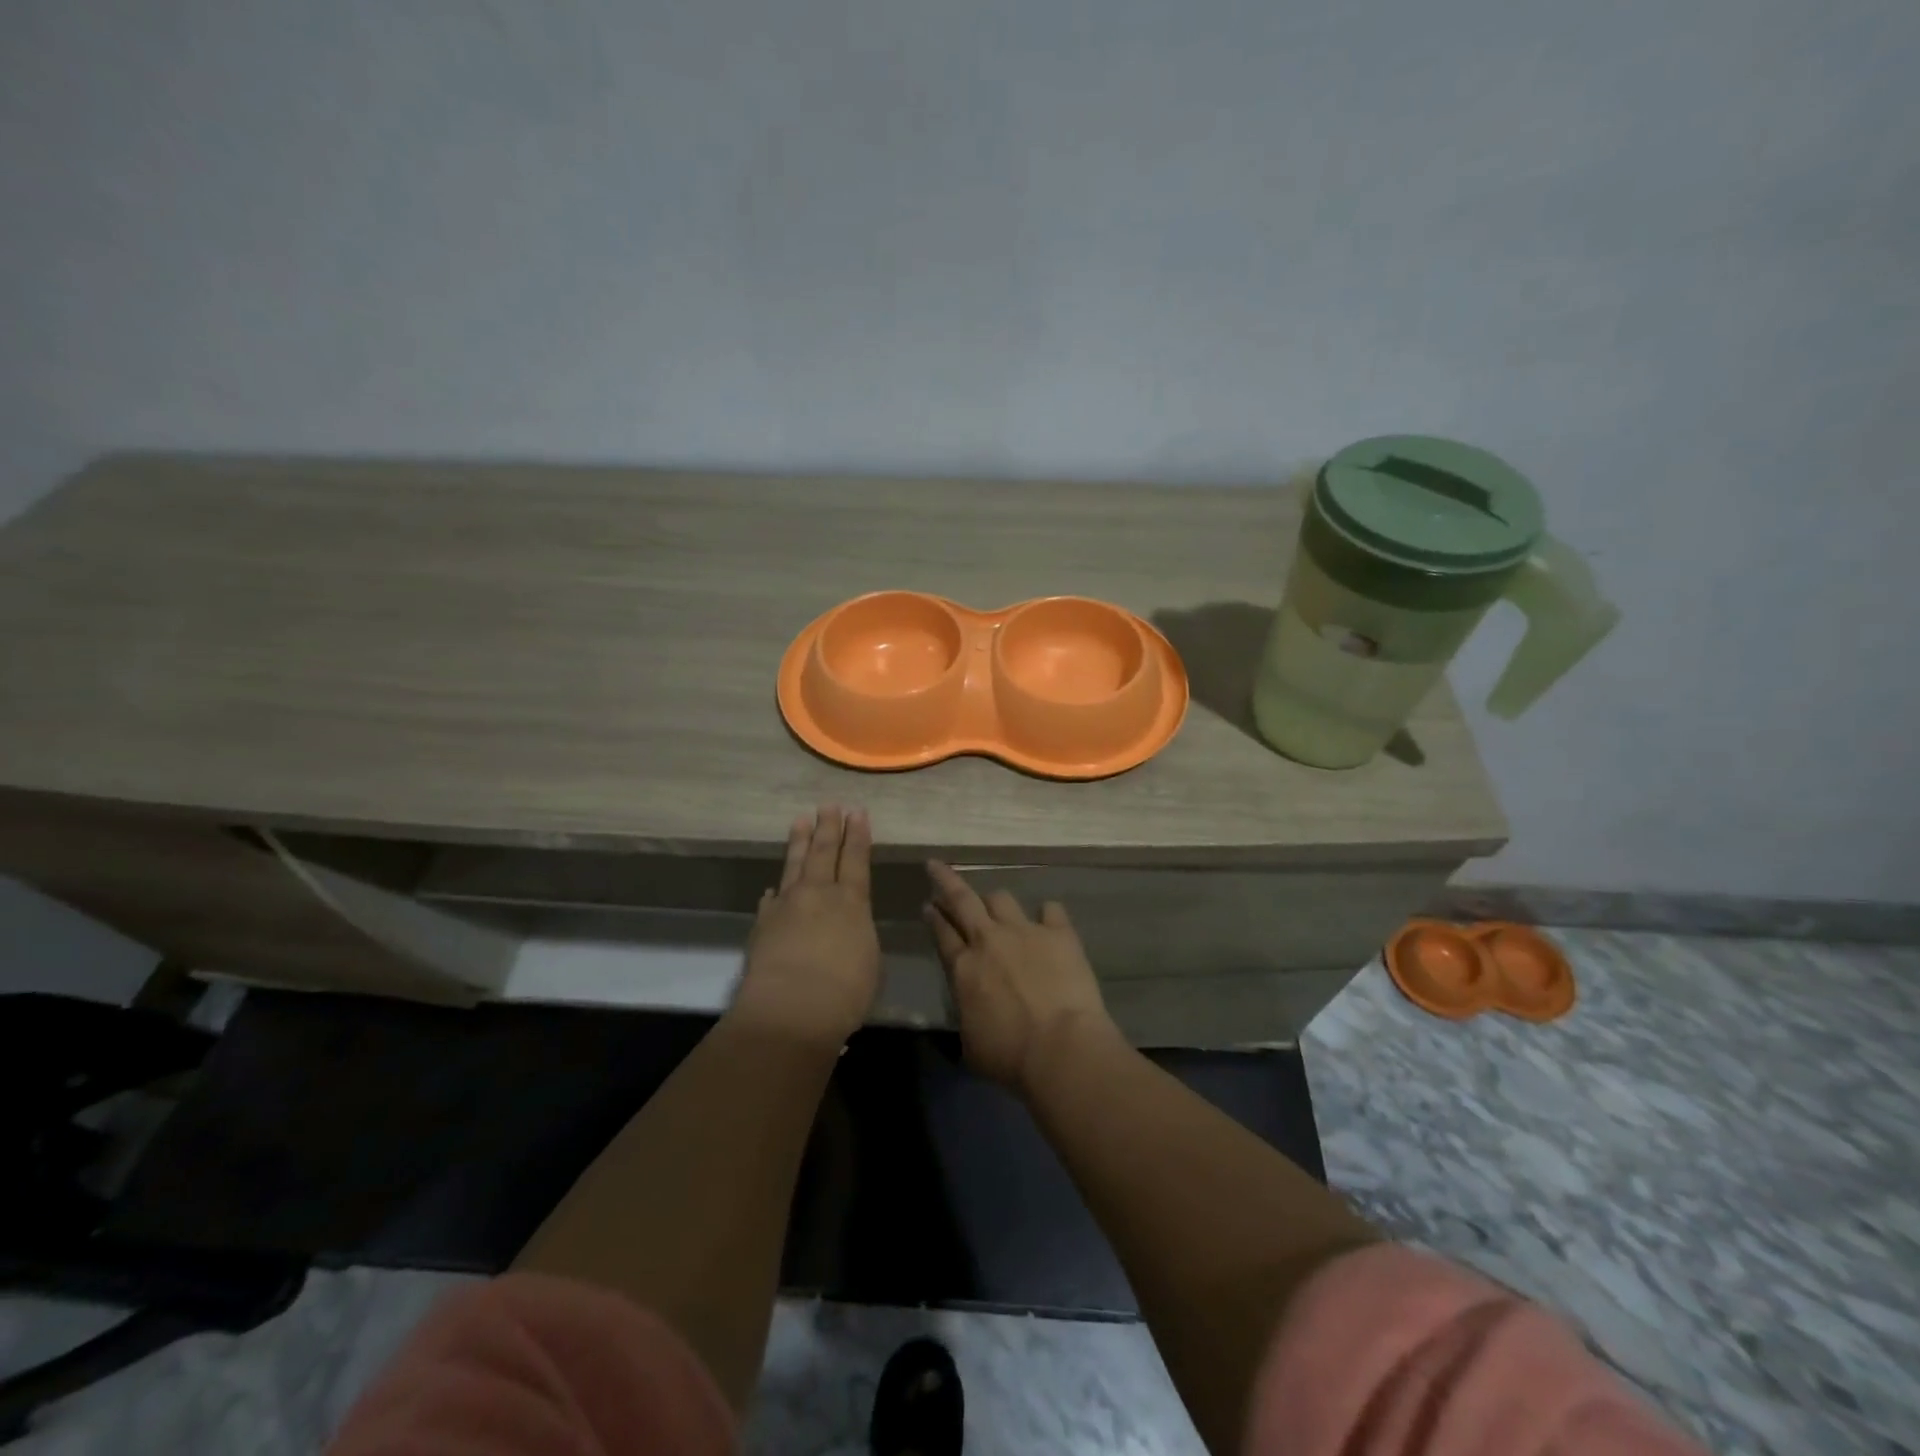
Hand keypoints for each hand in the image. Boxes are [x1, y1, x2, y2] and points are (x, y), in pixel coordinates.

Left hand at [733, 806, 881, 1048]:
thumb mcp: (869, 960)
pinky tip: (773, 888)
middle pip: (824, 852)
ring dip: (800, 842)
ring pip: (795, 865)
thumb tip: (846, 924)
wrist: (791, 1010)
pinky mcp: (763, 925)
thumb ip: (858, 934)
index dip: (858, 835)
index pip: (856, 859)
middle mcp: (819, 895)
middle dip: (829, 827)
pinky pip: (771, 900)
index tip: (857, 812)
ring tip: (801, 820)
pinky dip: (776, 891)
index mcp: (852, 902)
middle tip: (829, 805)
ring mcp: (787, 906)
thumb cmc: (845, 992)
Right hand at [923, 861, 1119, 1095]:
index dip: (933, 917)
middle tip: (936, 867)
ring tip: (996, 906)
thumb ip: (966, 1016)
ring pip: (1002, 899)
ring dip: (995, 902)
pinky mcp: (1059, 933)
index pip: (942, 933)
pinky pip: (1050, 909)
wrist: (1060, 1048)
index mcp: (964, 969)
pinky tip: (1048, 919)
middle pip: (962, 900)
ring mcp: (1025, 932)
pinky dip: (1047, 914)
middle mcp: (989, 941)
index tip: (927, 904)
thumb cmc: (1010, 1057)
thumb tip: (969, 1009)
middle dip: (946, 880)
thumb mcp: (970, 1045)